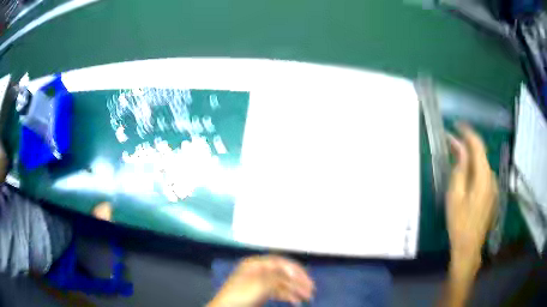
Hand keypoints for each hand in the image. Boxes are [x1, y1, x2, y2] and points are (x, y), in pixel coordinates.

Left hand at [207, 255, 314, 306]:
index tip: (307, 277)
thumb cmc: (241, 294)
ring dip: (295, 290)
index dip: (294, 269)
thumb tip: (295, 275)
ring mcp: (260, 283)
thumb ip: (278, 278)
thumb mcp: (260, 284)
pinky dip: (288, 296)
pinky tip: (296, 302)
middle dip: (298, 281)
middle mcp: (258, 271)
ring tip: (307, 297)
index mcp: (255, 264)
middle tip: (311, 289)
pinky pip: (278, 292)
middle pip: (282, 273)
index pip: (279, 262)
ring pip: (282, 284)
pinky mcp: (261, 294)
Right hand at [446, 124, 497, 275]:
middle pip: (481, 155)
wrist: (469, 248)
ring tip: (456, 160)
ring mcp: (493, 187)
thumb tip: (459, 148)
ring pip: (482, 165)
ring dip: (470, 159)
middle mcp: (492, 178)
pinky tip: (465, 178)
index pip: (478, 146)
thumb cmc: (460, 223)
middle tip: (451, 143)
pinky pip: (484, 176)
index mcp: (484, 177)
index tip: (457, 124)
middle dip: (467, 146)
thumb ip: (460, 169)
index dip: (468, 132)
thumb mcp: (455, 195)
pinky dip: (474, 170)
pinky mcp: (492, 195)